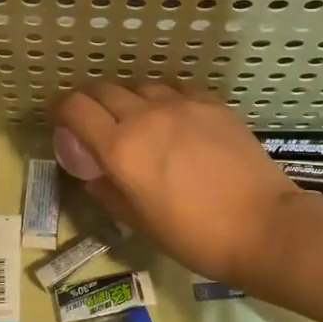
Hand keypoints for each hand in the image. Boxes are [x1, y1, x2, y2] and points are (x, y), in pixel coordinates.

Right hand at [52, 83, 301, 288]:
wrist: (262, 226)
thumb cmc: (193, 236)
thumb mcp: (138, 223)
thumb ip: (107, 190)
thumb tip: (94, 173)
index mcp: (121, 148)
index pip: (75, 108)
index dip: (60, 110)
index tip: (60, 121)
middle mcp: (145, 116)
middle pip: (103, 89)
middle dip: (89, 101)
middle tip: (92, 121)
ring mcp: (181, 105)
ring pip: (140, 85)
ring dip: (127, 98)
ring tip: (134, 118)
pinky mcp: (211, 103)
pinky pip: (175, 89)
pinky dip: (162, 99)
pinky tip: (171, 117)